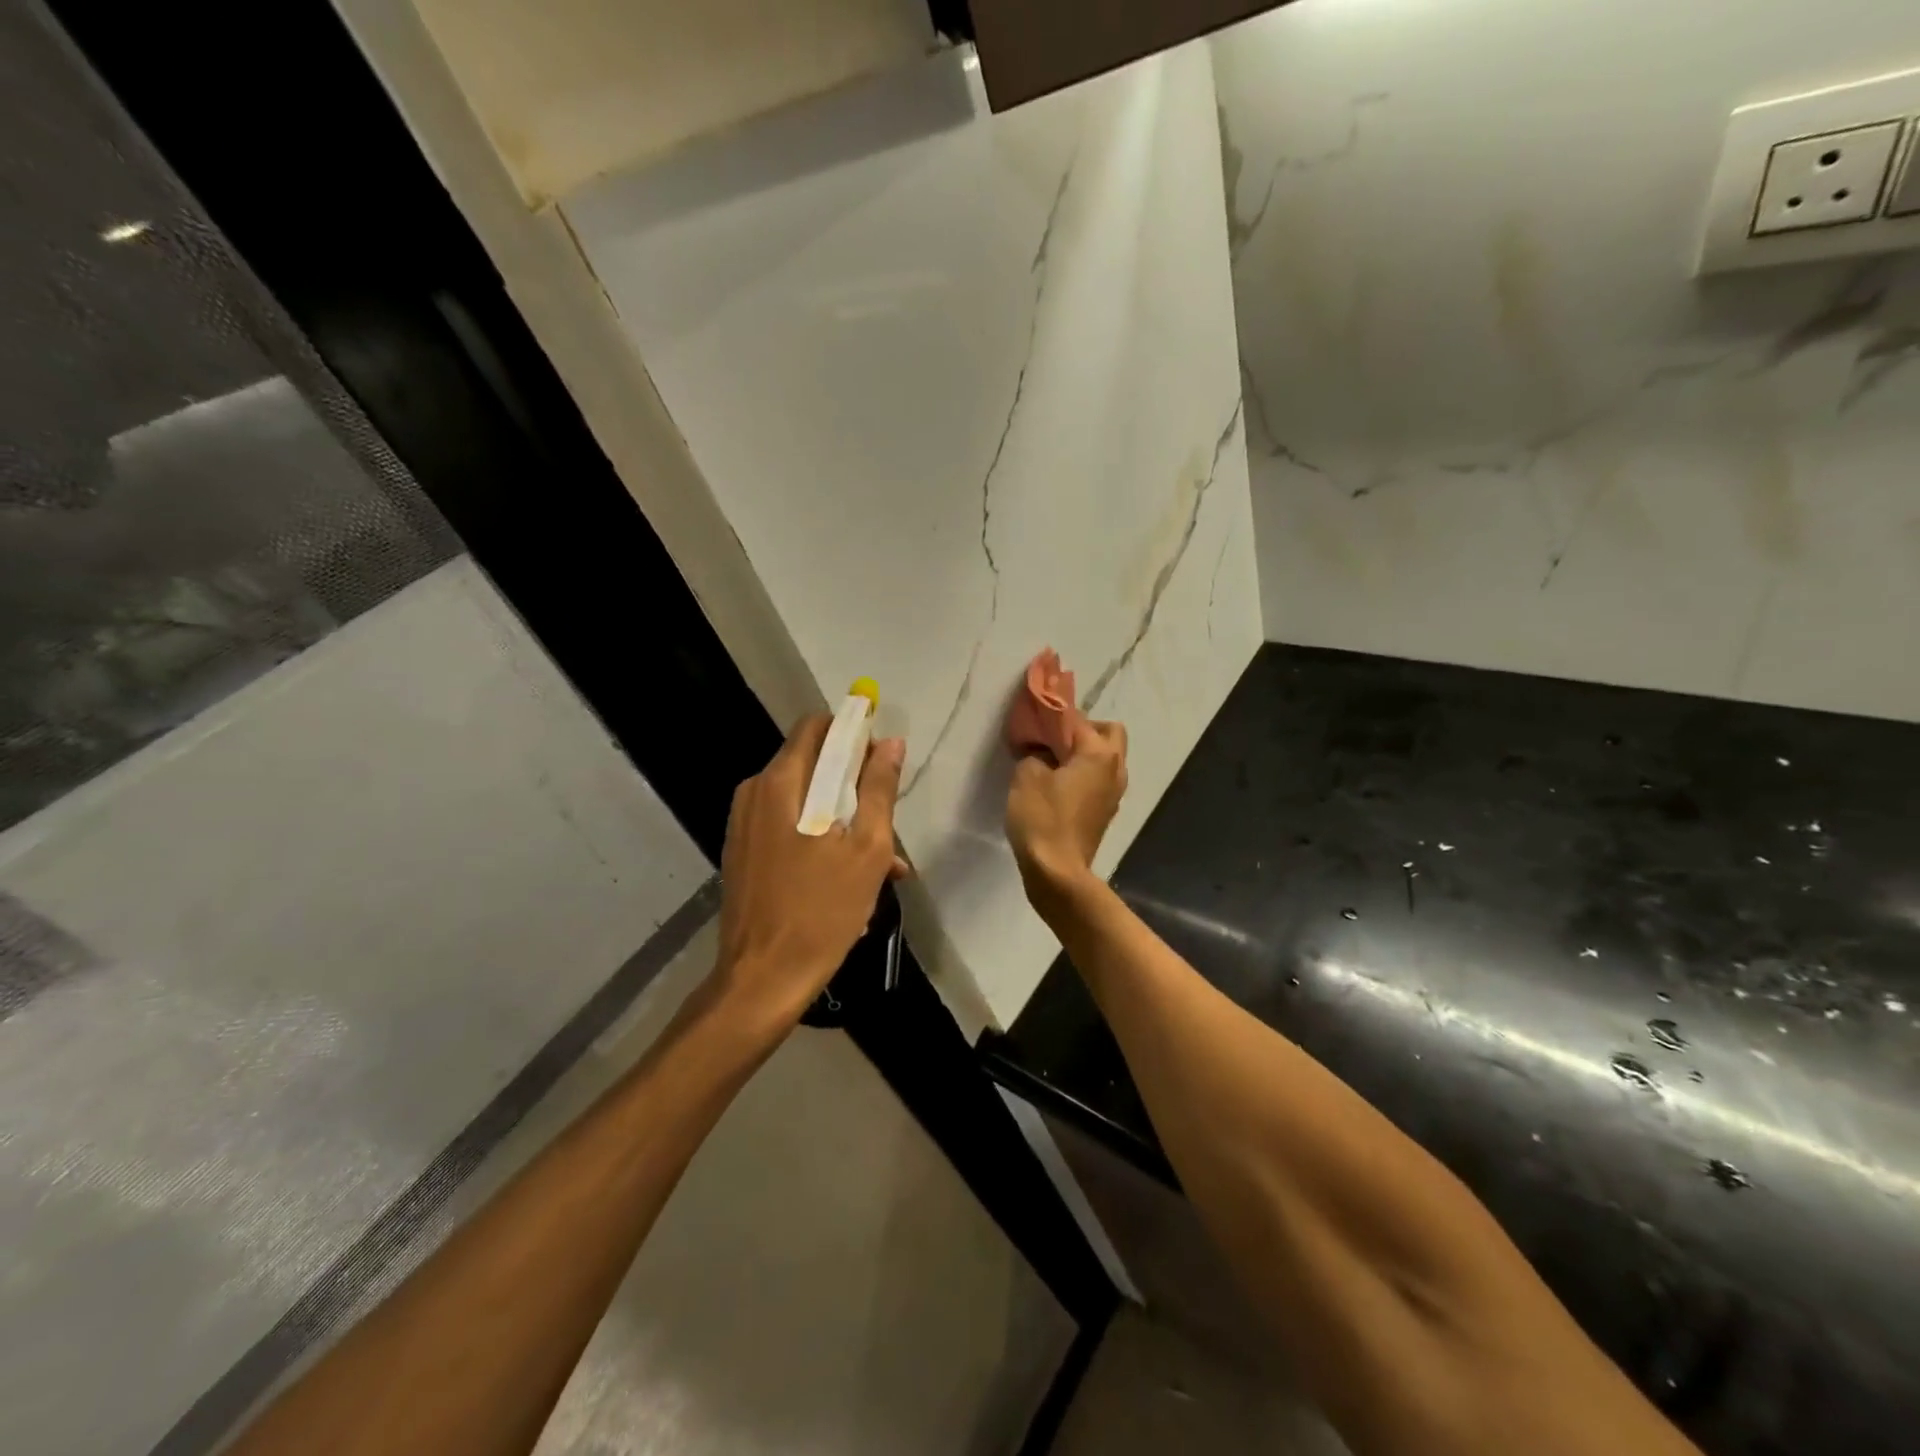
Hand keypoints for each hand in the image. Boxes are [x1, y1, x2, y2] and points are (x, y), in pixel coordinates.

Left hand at [712, 715, 906, 1026]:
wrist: (762, 980)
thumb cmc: (821, 911)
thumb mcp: (866, 849)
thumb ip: (879, 789)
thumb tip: (891, 743)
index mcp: (781, 782)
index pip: (817, 727)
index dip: (853, 733)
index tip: (881, 760)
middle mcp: (755, 793)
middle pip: (811, 764)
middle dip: (852, 784)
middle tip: (884, 820)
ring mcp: (743, 824)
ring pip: (802, 800)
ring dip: (841, 818)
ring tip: (881, 863)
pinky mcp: (742, 853)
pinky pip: (787, 827)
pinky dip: (819, 839)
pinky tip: (849, 878)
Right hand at [1006, 718, 1127, 908]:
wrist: (1057, 872)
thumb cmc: (1042, 818)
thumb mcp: (1026, 776)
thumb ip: (1035, 754)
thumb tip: (1042, 752)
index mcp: (1099, 754)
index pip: (1078, 719)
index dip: (1054, 715)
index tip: (1034, 717)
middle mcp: (1115, 768)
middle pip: (1109, 733)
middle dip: (1084, 730)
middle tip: (1054, 740)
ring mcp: (1115, 793)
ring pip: (1108, 758)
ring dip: (1086, 754)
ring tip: (1054, 762)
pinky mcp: (1106, 812)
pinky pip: (1100, 780)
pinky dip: (1085, 775)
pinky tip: (1060, 786)